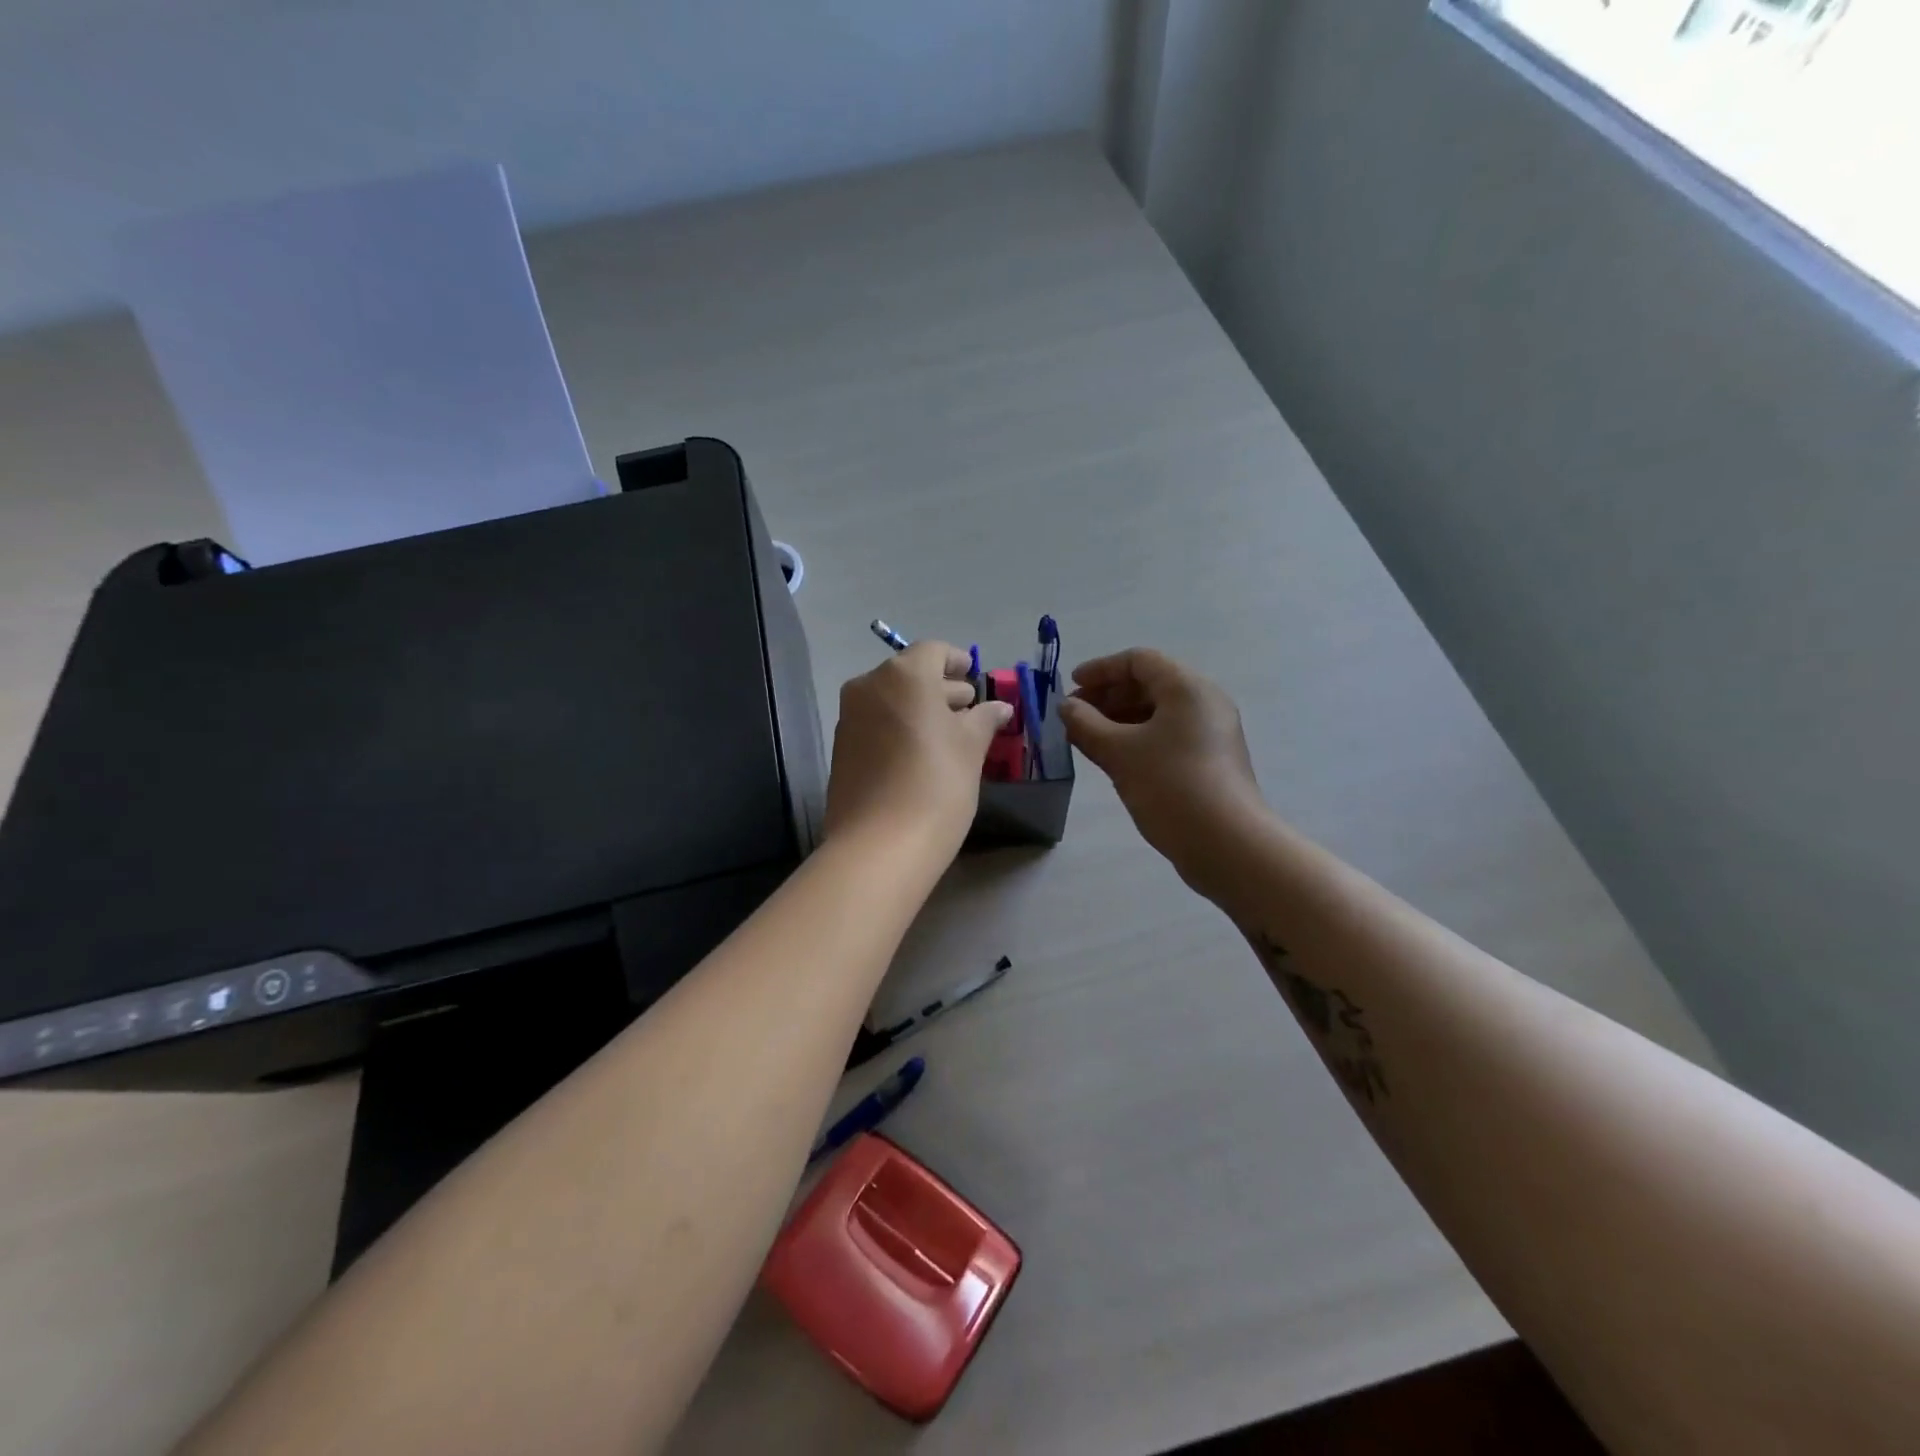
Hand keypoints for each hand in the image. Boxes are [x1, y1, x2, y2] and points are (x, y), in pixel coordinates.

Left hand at [826, 641, 1013, 864]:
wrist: (879, 845)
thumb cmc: (937, 784)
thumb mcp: (971, 748)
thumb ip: (984, 719)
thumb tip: (999, 707)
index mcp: (904, 675)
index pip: (933, 651)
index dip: (956, 661)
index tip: (973, 677)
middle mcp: (869, 686)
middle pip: (909, 674)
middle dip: (940, 688)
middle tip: (968, 708)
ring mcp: (849, 717)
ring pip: (891, 700)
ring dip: (918, 709)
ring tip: (948, 733)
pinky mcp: (841, 748)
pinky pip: (876, 724)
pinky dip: (898, 727)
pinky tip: (920, 753)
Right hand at [1057, 649, 1268, 893]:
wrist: (1227, 844)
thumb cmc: (1170, 786)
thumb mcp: (1119, 753)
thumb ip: (1086, 724)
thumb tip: (1066, 707)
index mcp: (1187, 687)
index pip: (1139, 660)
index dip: (1100, 669)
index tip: (1070, 687)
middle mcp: (1204, 701)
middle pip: (1149, 684)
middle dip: (1107, 696)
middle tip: (1073, 717)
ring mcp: (1210, 732)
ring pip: (1158, 713)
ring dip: (1119, 720)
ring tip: (1086, 739)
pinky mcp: (1210, 760)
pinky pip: (1167, 735)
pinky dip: (1137, 739)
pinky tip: (1113, 759)